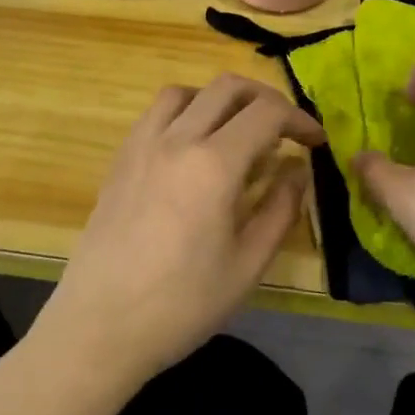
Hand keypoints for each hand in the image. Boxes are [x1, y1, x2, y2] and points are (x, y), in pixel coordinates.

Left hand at [37, 74, 324, 384]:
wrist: (99, 326)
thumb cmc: (182, 304)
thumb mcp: (248, 265)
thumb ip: (281, 208)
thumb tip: (298, 169)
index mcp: (214, 164)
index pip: (267, 113)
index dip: (299, 119)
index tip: (315, 142)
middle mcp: (177, 139)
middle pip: (228, 87)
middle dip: (266, 99)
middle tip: (284, 130)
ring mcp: (142, 144)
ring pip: (187, 91)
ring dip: (220, 100)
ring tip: (236, 132)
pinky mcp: (120, 158)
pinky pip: (156, 113)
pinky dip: (185, 111)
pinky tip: (193, 148)